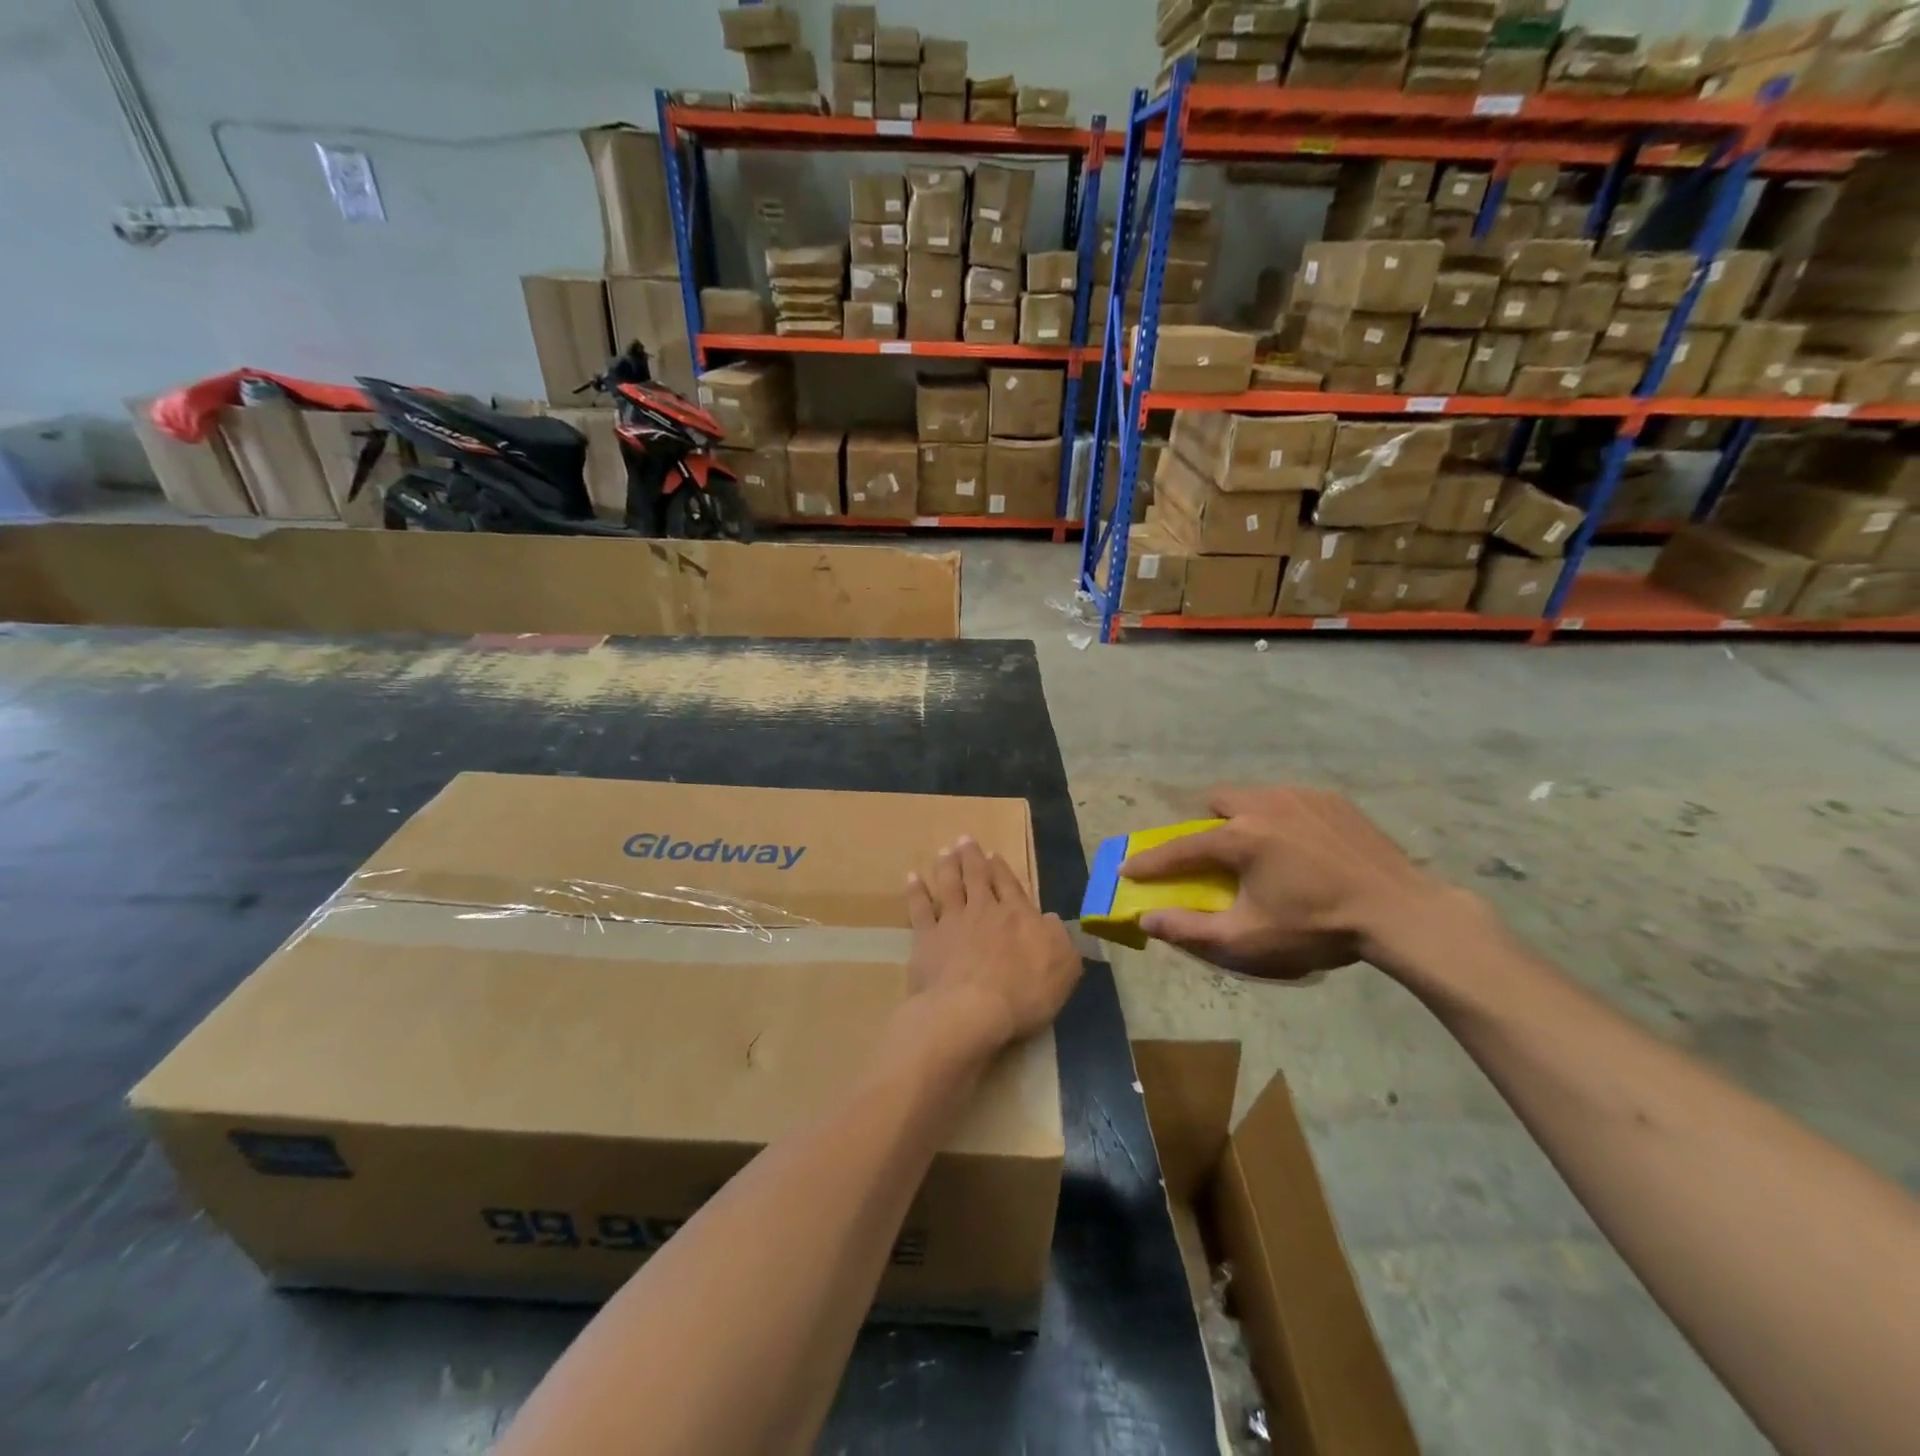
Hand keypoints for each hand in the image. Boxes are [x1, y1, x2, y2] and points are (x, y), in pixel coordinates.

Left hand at [905, 837, 1081, 1055]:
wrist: (970, 1010)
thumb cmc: (1023, 993)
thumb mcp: (1062, 969)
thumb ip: (1059, 940)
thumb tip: (1051, 920)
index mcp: (1017, 915)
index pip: (1009, 885)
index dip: (1001, 868)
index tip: (992, 853)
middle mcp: (983, 910)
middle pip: (976, 877)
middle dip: (971, 857)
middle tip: (964, 839)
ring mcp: (952, 922)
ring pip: (949, 885)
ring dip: (947, 866)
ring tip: (944, 851)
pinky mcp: (926, 939)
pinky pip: (919, 908)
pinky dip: (916, 892)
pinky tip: (912, 878)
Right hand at [1120, 786, 1452, 979]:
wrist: (1400, 912)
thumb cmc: (1317, 927)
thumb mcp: (1249, 938)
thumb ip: (1191, 928)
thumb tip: (1147, 919)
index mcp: (1240, 838)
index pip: (1181, 847)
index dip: (1151, 860)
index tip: (1129, 867)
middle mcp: (1264, 804)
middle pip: (1218, 801)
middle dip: (1208, 824)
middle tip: (1220, 855)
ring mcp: (1301, 797)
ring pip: (1255, 796)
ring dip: (1246, 817)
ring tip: (1267, 851)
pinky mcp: (1332, 799)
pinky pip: (1290, 800)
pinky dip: (1284, 818)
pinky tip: (1305, 848)